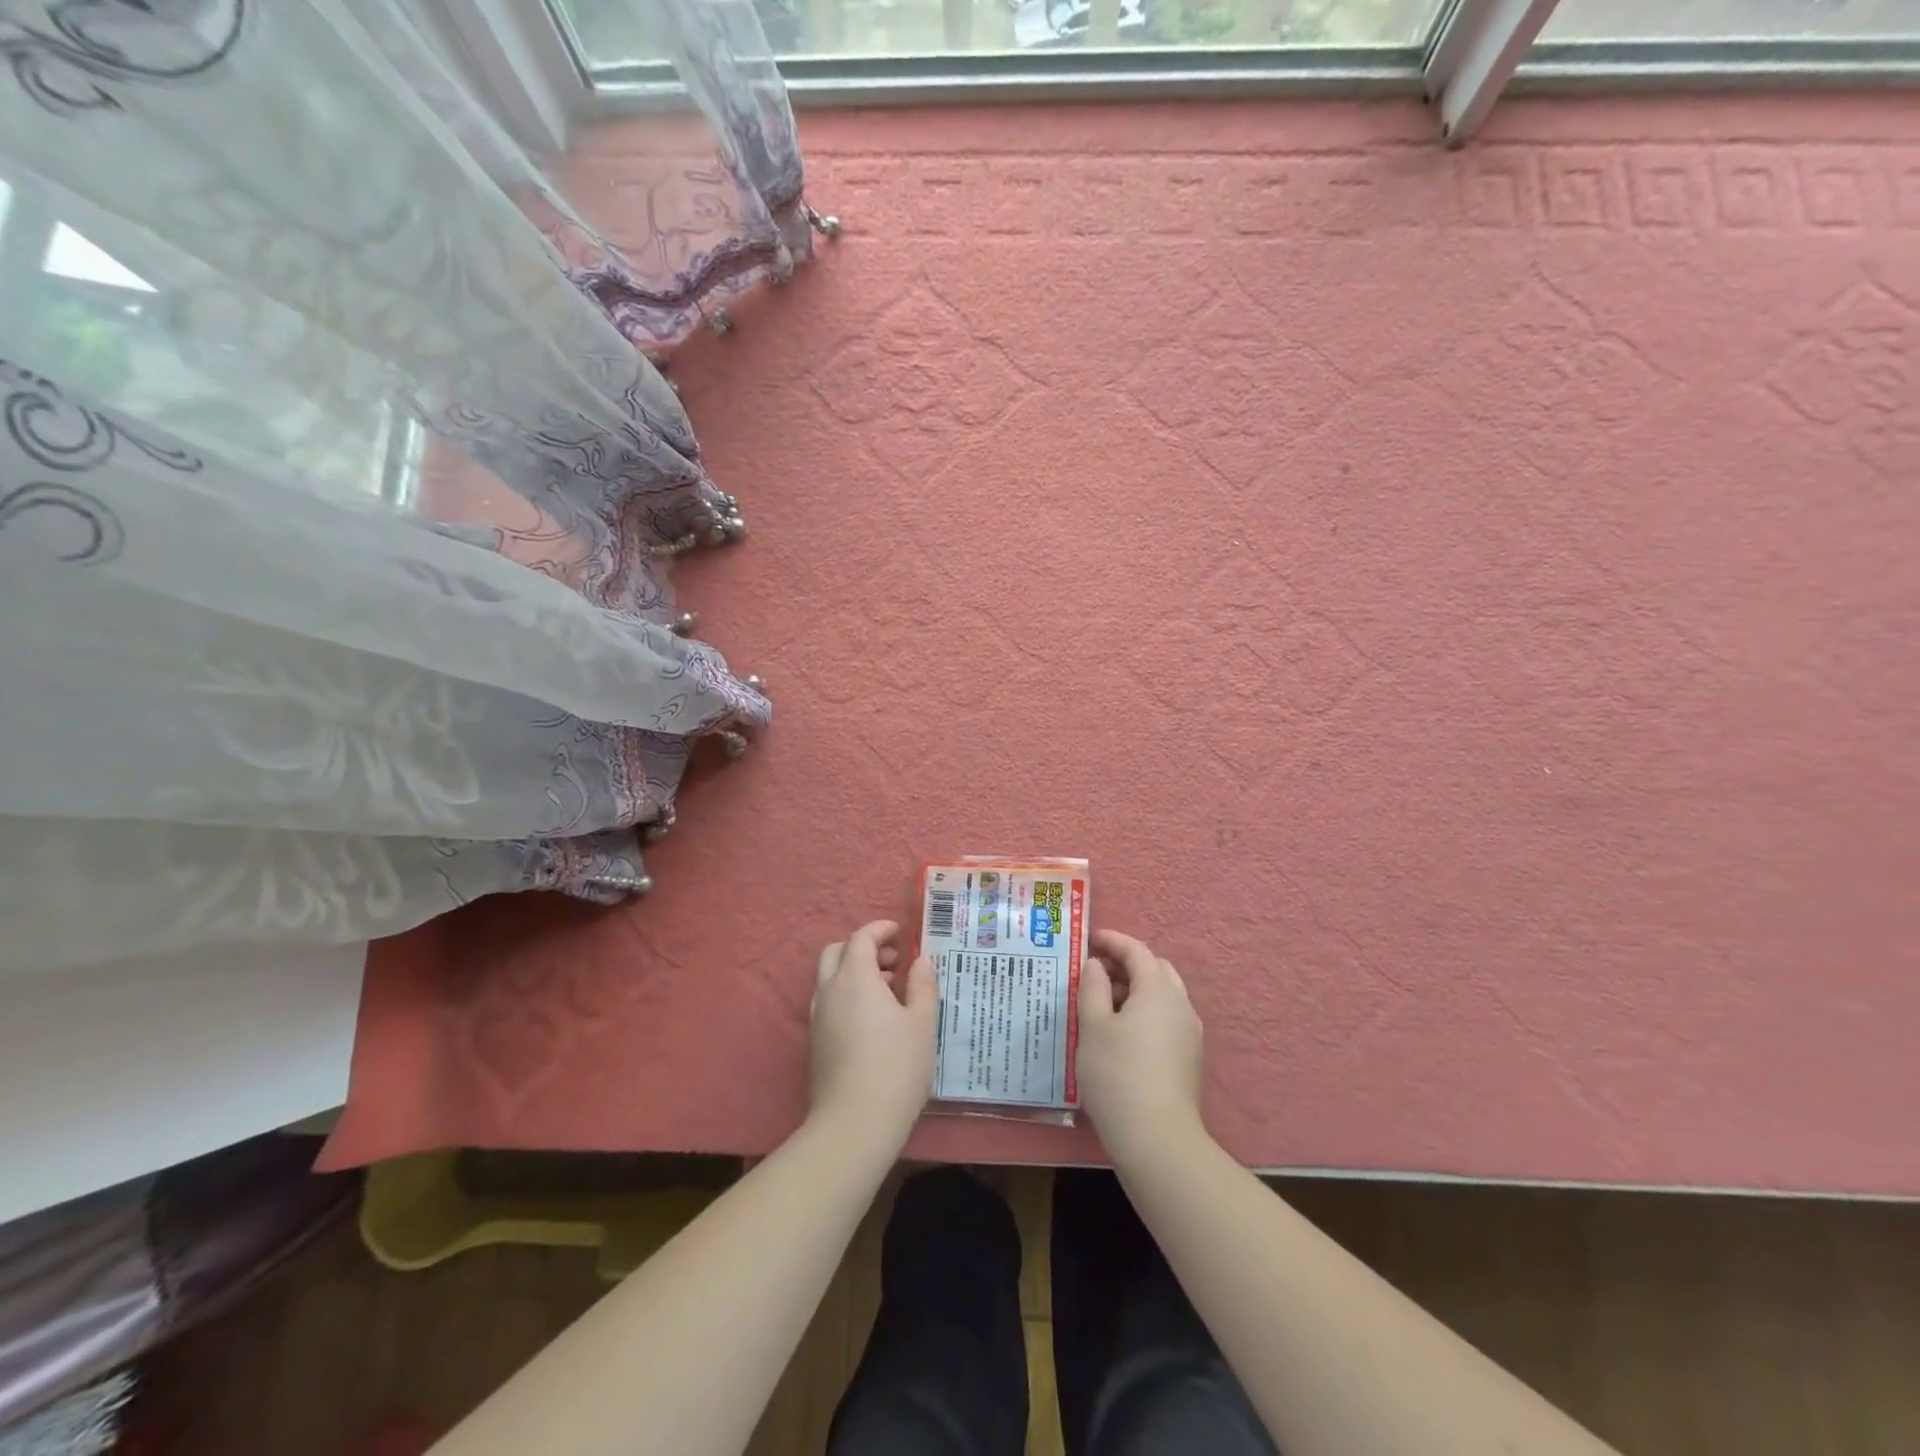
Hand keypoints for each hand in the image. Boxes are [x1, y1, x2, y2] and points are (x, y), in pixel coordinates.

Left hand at [809, 920, 936, 1152]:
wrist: (853, 1125)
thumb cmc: (895, 1067)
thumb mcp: (922, 1023)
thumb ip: (922, 986)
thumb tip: (920, 962)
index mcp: (855, 977)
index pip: (861, 938)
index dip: (880, 930)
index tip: (900, 933)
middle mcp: (829, 990)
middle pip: (837, 952)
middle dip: (863, 948)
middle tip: (893, 962)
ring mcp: (817, 1018)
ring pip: (830, 979)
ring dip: (855, 973)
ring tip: (890, 991)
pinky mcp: (815, 1043)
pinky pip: (829, 1002)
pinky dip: (848, 995)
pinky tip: (874, 1020)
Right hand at [1078, 929, 1206, 1164]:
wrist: (1158, 1139)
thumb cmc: (1117, 1074)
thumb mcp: (1092, 1026)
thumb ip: (1092, 987)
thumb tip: (1096, 965)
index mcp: (1158, 990)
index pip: (1137, 951)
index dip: (1113, 941)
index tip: (1089, 940)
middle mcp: (1181, 1005)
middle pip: (1155, 970)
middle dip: (1126, 965)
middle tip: (1095, 972)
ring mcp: (1190, 1034)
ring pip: (1163, 996)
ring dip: (1136, 990)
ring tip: (1104, 1004)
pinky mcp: (1190, 1059)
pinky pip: (1167, 1020)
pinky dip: (1145, 1013)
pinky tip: (1122, 1034)